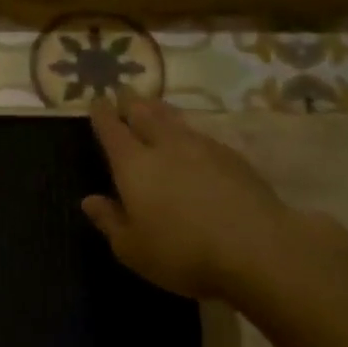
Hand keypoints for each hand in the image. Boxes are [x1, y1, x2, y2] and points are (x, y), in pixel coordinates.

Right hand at [82, 96, 312, 300]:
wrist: (257, 249)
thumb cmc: (183, 253)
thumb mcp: (132, 249)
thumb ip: (109, 221)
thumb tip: (89, 200)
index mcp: (133, 165)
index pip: (112, 130)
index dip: (102, 114)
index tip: (97, 100)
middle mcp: (165, 147)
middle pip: (145, 114)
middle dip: (131, 103)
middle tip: (125, 94)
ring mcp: (203, 148)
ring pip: (175, 120)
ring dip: (160, 110)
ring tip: (154, 106)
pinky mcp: (234, 158)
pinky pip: (202, 135)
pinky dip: (189, 131)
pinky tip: (192, 140)